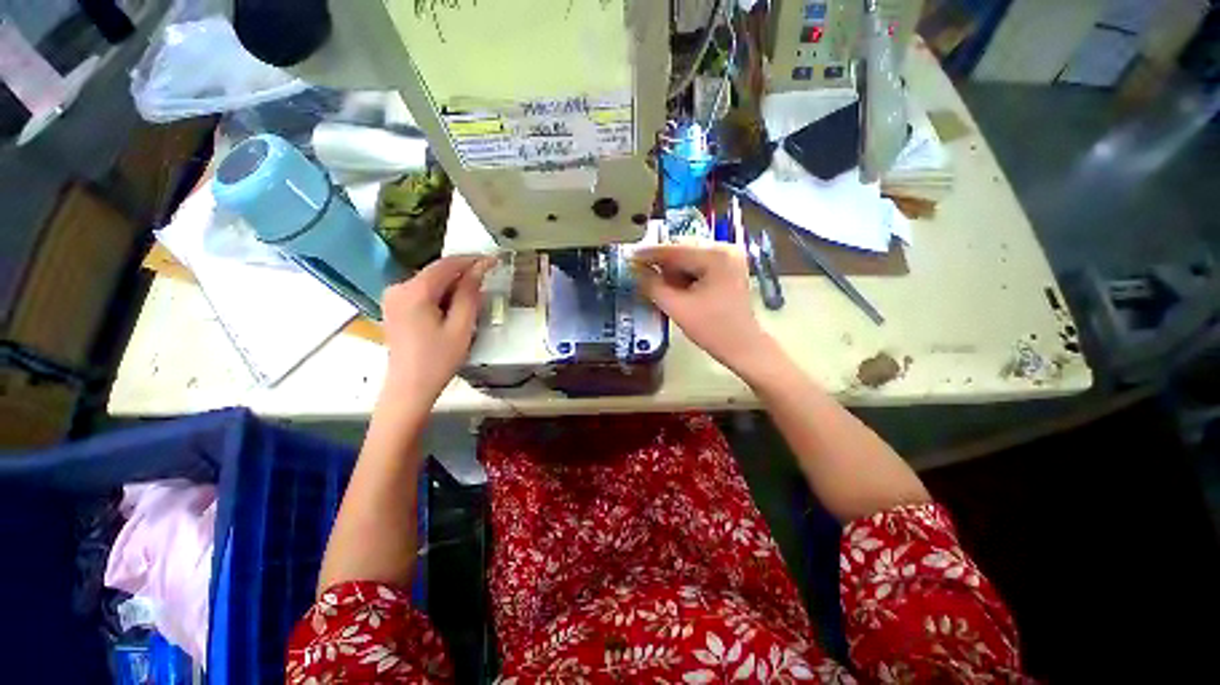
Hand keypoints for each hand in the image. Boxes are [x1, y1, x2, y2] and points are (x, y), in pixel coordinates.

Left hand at [381, 255, 493, 405]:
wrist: (409, 387)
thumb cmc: (438, 360)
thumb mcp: (461, 327)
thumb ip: (470, 294)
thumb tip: (480, 268)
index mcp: (414, 292)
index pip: (446, 265)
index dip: (472, 260)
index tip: (493, 260)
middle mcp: (398, 288)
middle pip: (436, 272)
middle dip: (462, 275)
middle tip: (487, 283)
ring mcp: (393, 297)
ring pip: (430, 282)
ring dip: (453, 286)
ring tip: (473, 300)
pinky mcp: (394, 307)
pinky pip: (422, 291)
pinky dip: (441, 294)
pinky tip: (453, 308)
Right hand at [632, 243, 772, 376]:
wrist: (743, 347)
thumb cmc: (713, 330)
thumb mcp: (677, 307)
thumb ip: (652, 286)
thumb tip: (634, 270)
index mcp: (716, 256)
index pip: (674, 250)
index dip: (648, 254)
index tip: (628, 256)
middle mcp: (725, 249)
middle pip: (682, 251)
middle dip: (662, 266)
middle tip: (642, 277)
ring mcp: (729, 258)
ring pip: (689, 259)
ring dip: (673, 273)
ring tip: (664, 290)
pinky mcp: (728, 269)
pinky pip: (698, 266)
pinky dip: (685, 276)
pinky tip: (679, 291)